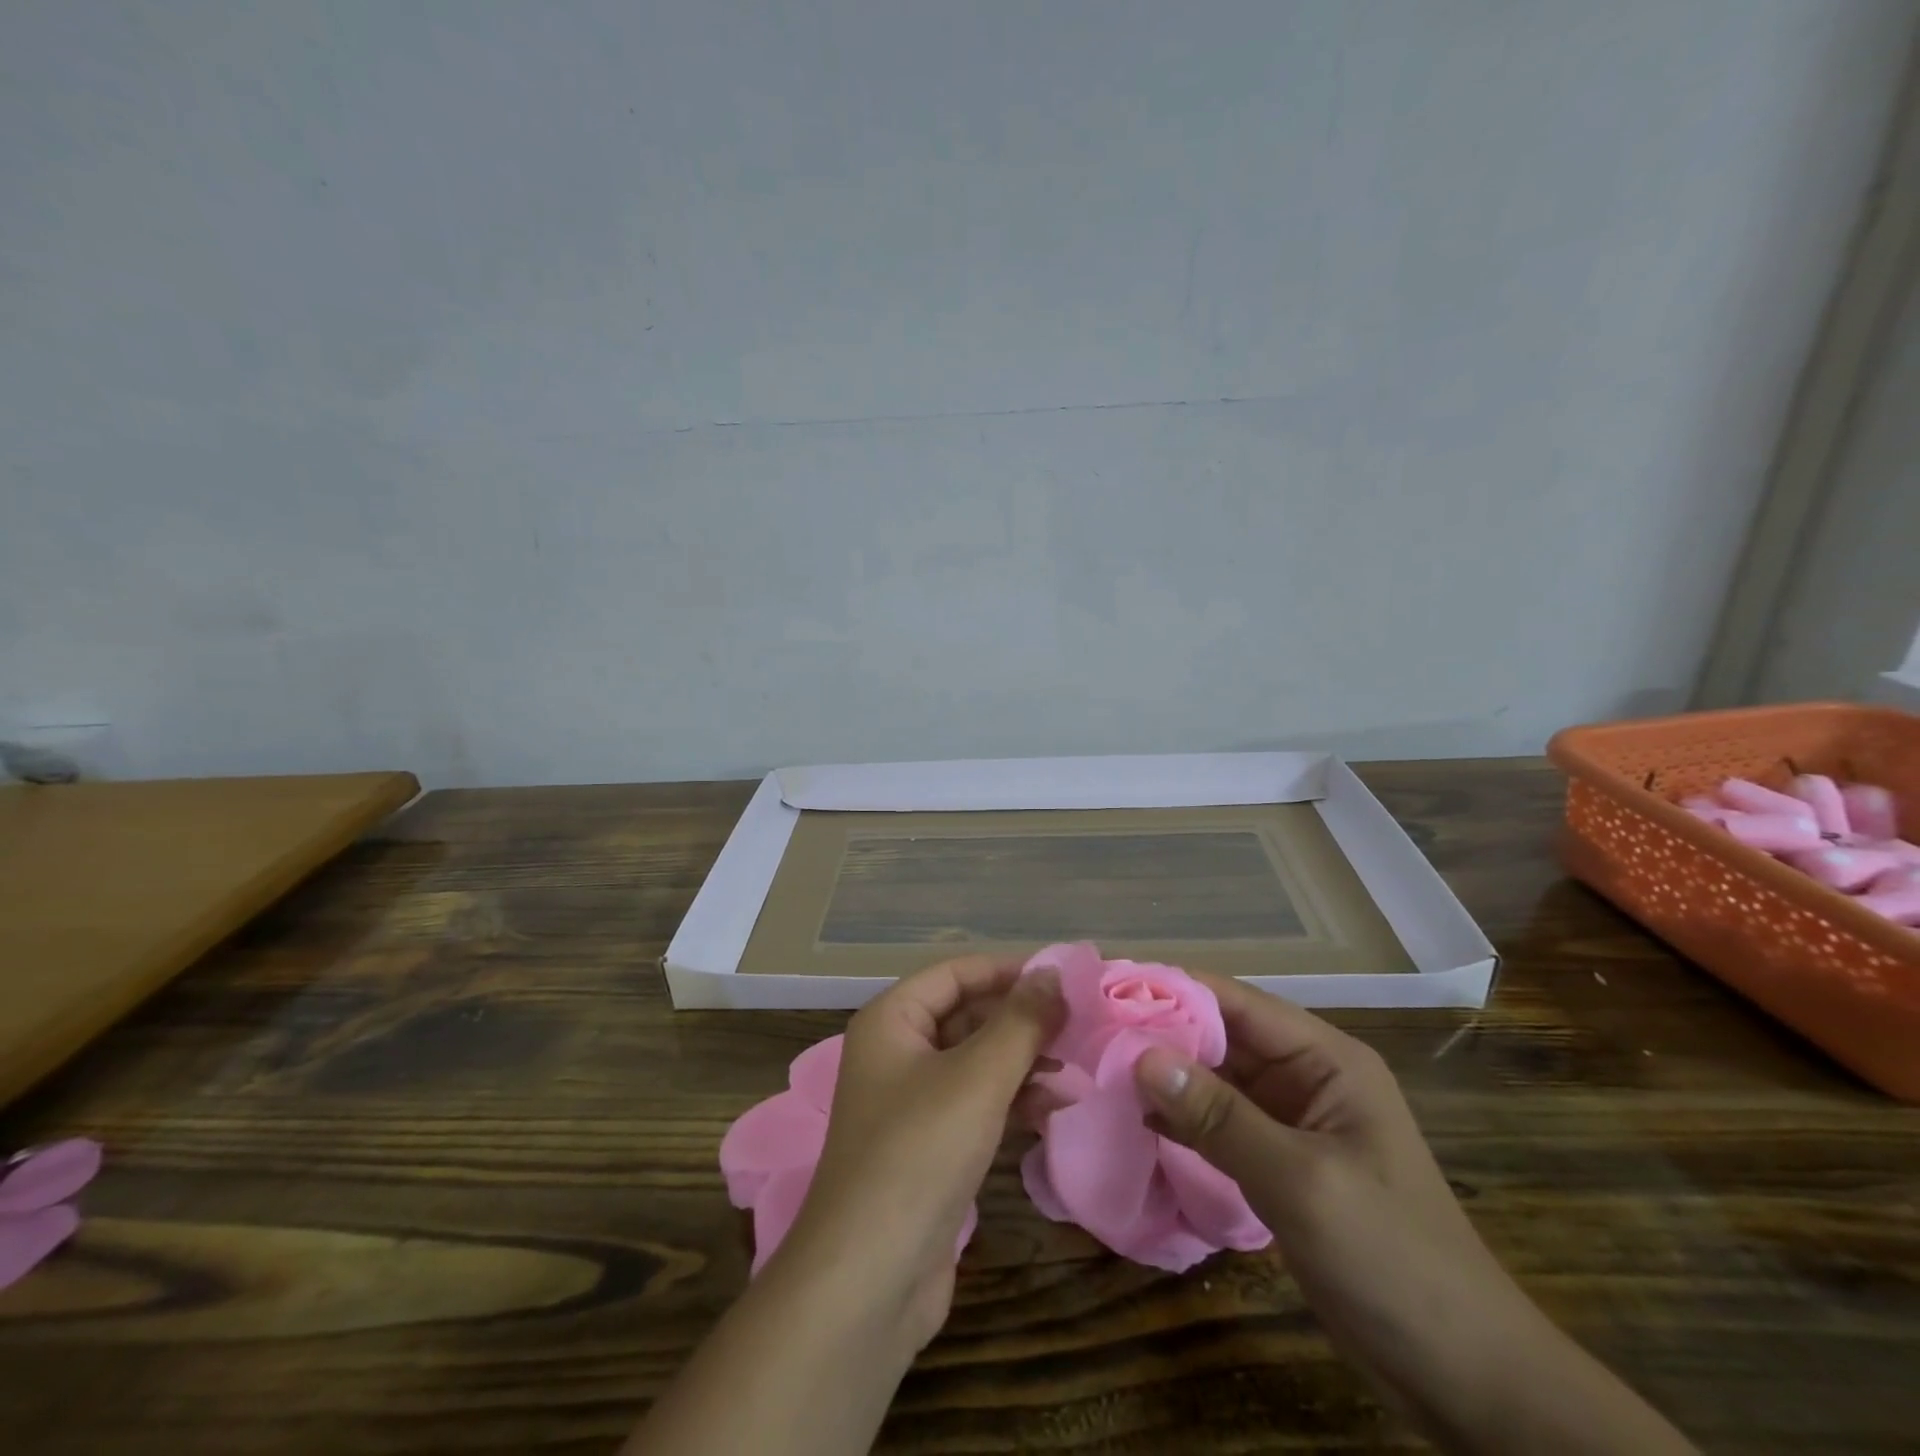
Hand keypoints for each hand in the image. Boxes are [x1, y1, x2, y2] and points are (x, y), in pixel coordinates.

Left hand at [630, 958, 1062, 1455]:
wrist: (869, 1280)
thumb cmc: (919, 1153)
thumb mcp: (977, 1077)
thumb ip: (1020, 1021)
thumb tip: (1053, 973)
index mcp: (891, 1021)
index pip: (955, 974)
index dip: (1007, 971)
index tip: (1063, 978)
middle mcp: (896, 1052)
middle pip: (966, 1015)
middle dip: (1020, 1020)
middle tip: (1079, 1024)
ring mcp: (911, 1103)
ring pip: (976, 1062)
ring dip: (1023, 1062)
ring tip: (1076, 1069)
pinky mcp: (929, 1147)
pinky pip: (976, 1103)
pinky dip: (1013, 1100)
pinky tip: (1055, 1108)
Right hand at [1132, 975, 1692, 1454]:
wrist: (1465, 1378)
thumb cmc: (1393, 1260)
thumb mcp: (1303, 1181)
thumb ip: (1220, 1116)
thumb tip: (1142, 1056)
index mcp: (1324, 1058)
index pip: (1234, 1001)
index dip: (1170, 989)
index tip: (1105, 988)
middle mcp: (1304, 1076)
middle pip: (1219, 1037)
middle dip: (1157, 1033)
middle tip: (1085, 1033)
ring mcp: (1290, 1121)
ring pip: (1213, 1080)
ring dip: (1162, 1077)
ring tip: (1094, 1068)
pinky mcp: (1278, 1163)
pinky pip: (1217, 1125)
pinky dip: (1177, 1120)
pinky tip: (1131, 1120)